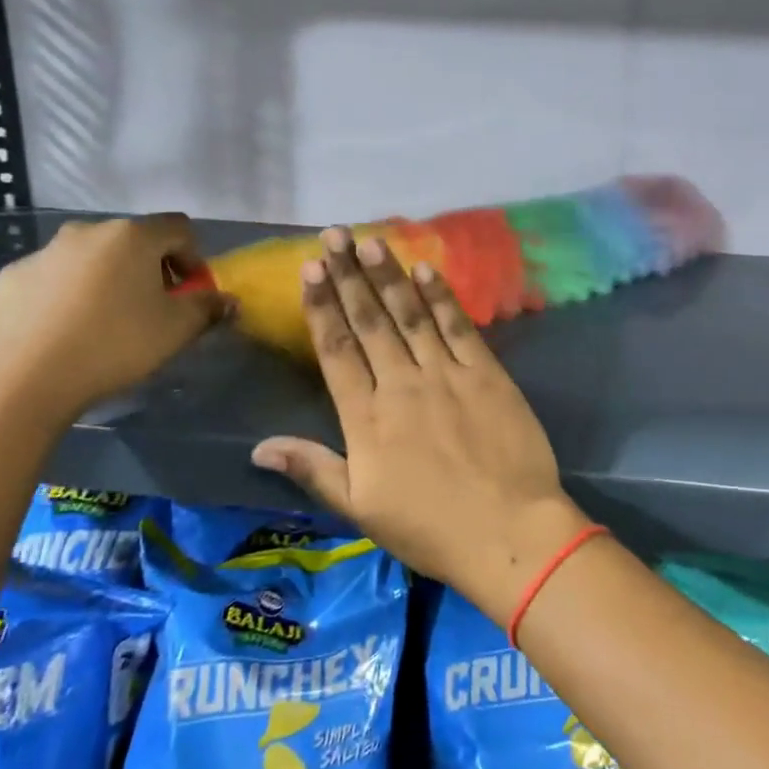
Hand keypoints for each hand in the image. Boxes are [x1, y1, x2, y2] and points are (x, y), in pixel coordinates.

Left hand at [0, 216, 230, 423]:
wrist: (21, 378)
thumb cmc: (114, 344)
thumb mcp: (176, 330)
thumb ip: (207, 308)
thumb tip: (227, 300)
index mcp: (132, 236)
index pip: (179, 229)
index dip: (193, 258)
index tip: (190, 293)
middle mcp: (86, 232)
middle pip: (133, 241)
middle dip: (150, 269)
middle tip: (152, 310)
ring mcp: (42, 253)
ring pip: (90, 259)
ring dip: (107, 281)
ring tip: (105, 325)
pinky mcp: (10, 279)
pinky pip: (53, 280)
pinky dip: (67, 297)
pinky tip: (65, 334)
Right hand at [252, 229, 585, 619]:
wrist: (510, 533)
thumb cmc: (431, 529)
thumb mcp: (361, 509)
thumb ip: (313, 469)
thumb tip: (258, 447)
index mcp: (367, 418)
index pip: (336, 351)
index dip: (322, 307)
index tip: (310, 269)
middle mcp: (402, 384)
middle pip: (370, 322)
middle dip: (349, 276)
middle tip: (333, 235)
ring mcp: (447, 375)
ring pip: (410, 315)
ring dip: (389, 276)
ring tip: (370, 241)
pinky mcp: (487, 374)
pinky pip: (459, 328)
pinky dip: (441, 298)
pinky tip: (426, 270)